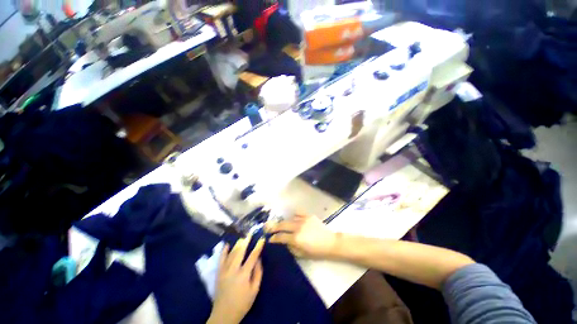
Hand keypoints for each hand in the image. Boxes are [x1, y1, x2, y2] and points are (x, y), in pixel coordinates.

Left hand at [207, 237, 263, 323]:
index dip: (258, 247)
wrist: (224, 315)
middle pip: (240, 252)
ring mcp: (224, 271)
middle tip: (250, 233)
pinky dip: (223, 251)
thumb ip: (258, 273)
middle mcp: (233, 270)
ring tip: (242, 237)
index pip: (252, 257)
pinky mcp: (218, 274)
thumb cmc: (242, 303)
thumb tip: (258, 259)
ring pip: (231, 254)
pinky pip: (220, 259)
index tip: (261, 239)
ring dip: (237, 244)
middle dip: (246, 241)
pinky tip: (226, 245)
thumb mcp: (254, 290)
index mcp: (243, 275)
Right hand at [265, 214, 338, 258]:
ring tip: (281, 224)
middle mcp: (298, 227)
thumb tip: (284, 241)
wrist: (330, 242)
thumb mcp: (302, 254)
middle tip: (268, 227)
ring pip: (289, 218)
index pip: (280, 236)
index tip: (269, 238)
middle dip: (273, 226)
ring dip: (284, 222)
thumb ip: (290, 247)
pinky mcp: (308, 215)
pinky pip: (298, 213)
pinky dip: (294, 216)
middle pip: (282, 225)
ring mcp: (303, 219)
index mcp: (296, 238)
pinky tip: (293, 218)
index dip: (273, 238)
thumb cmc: (316, 251)